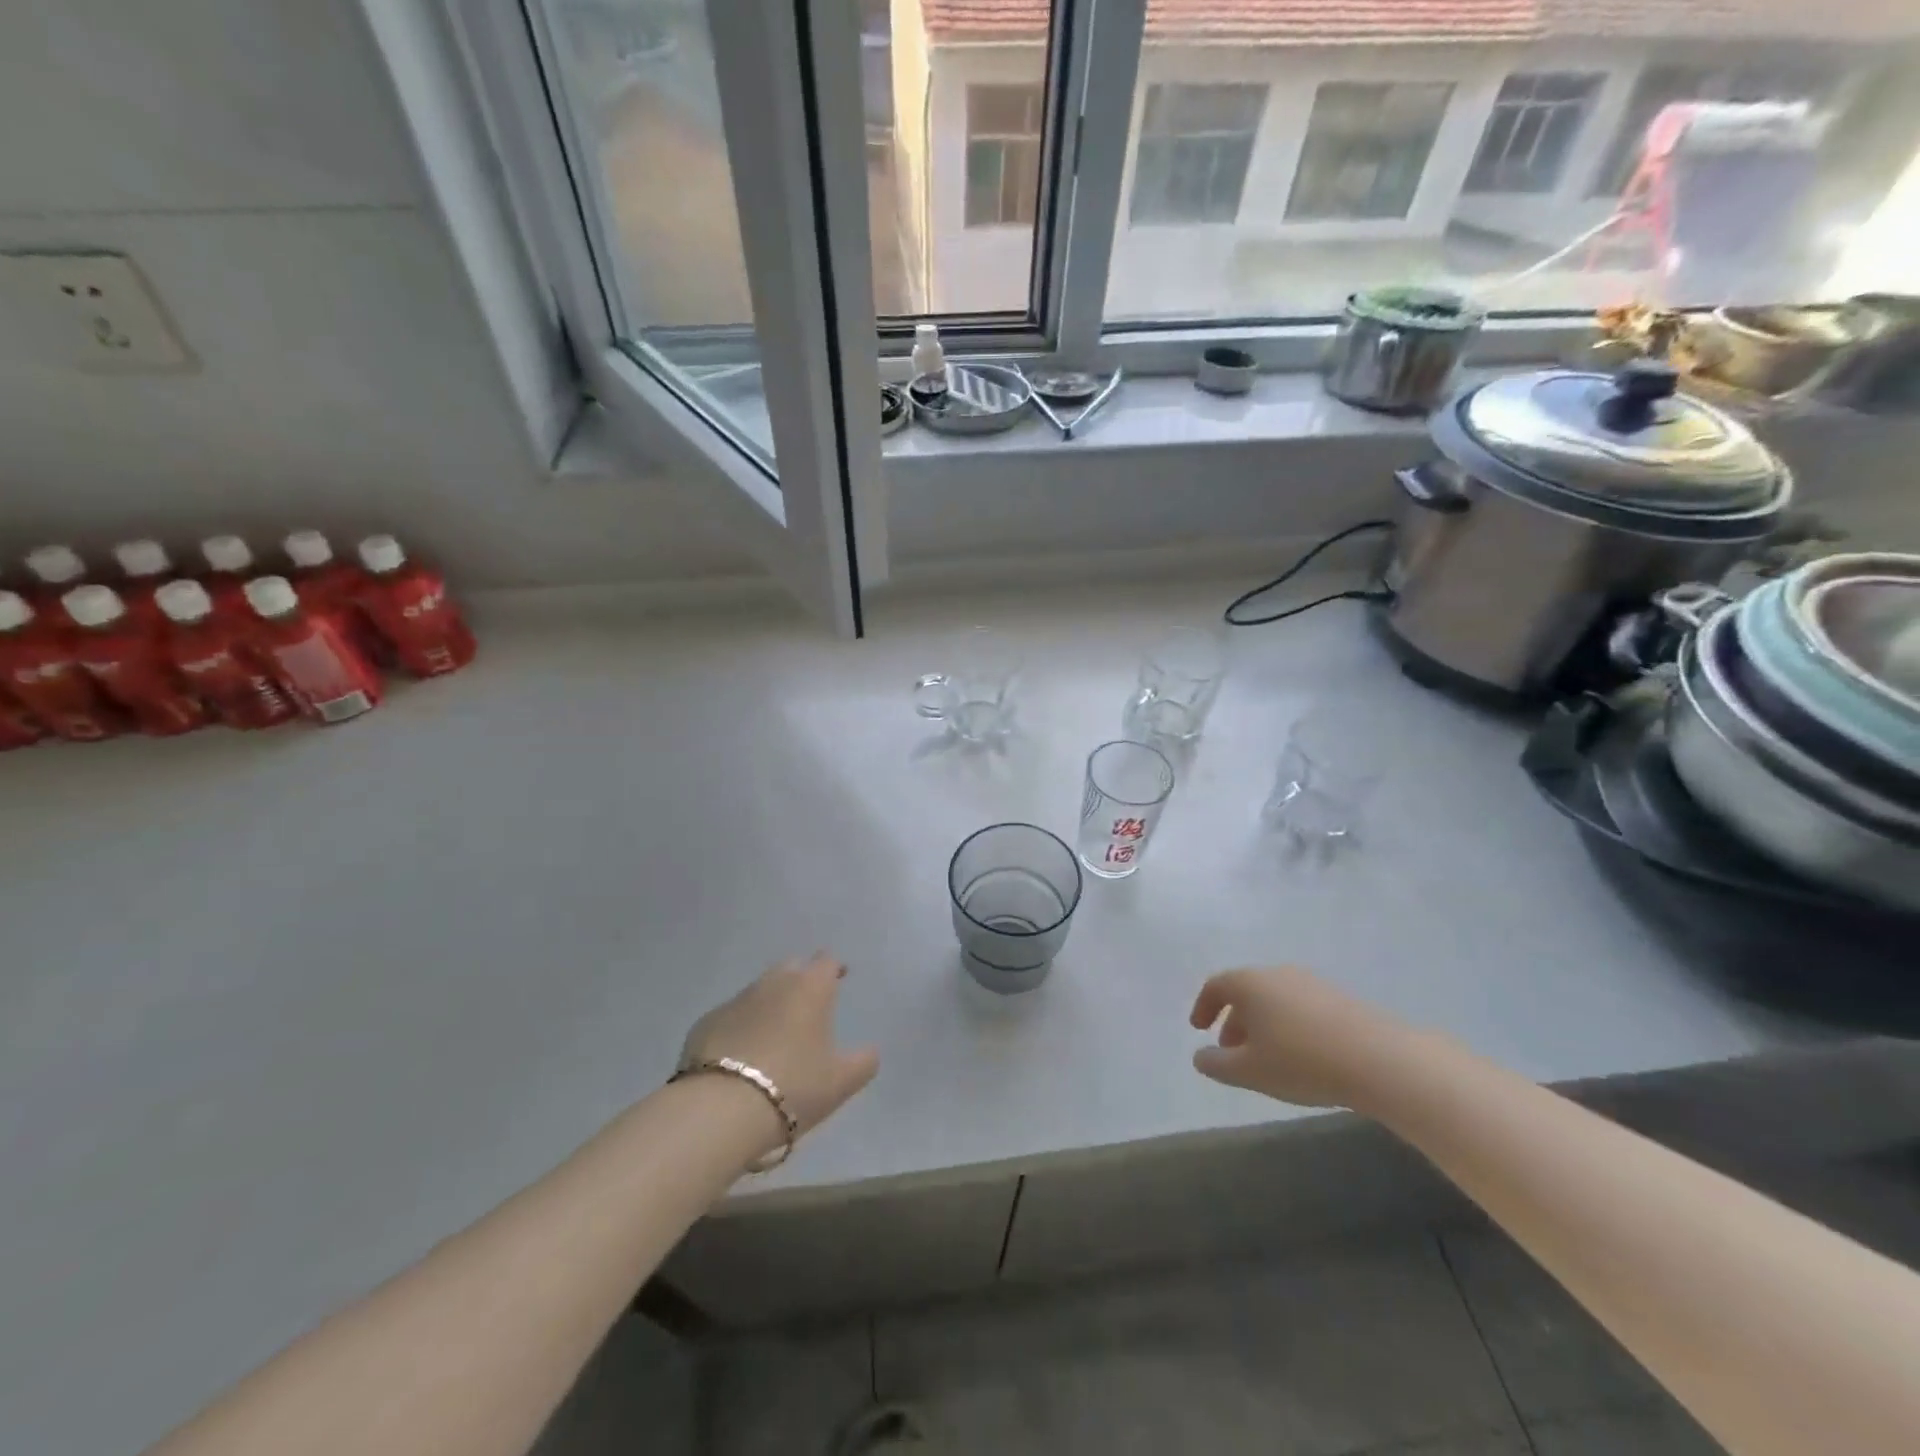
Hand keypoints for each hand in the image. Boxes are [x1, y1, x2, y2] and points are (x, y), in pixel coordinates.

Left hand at [680, 953, 879, 1142]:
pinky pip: (731, 1017)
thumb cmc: (793, 1087)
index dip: (833, 968)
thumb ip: (863, 1062)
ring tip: (774, 1034)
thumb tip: (870, 1051)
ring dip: (769, 1004)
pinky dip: (740, 1028)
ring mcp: (735, 1001)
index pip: (826, 961)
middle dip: (800, 979)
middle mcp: (773, 983)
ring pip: (759, 992)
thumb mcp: (841, 1082)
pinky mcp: (705, 1023)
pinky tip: (741, 1055)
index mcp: (810, 988)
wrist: (720, 1109)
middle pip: (791, 968)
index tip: (838, 978)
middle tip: (807, 1006)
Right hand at [1189, 966, 1409, 1109]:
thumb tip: (1200, 1056)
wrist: (1380, 1060)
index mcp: (1250, 983)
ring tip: (1267, 1058)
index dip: (1203, 1006)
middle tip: (1231, 1052)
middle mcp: (1278, 974)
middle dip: (1234, 1020)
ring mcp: (1312, 984)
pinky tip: (1301, 1056)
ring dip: (1263, 1024)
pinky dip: (1290, 1025)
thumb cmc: (1301, 1061)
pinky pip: (1301, 1007)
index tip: (1199, 1029)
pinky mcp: (1341, 999)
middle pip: (1246, 991)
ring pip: (1275, 1000)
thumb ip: (1216, 1064)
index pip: (1216, 986)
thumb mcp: (1249, 1071)